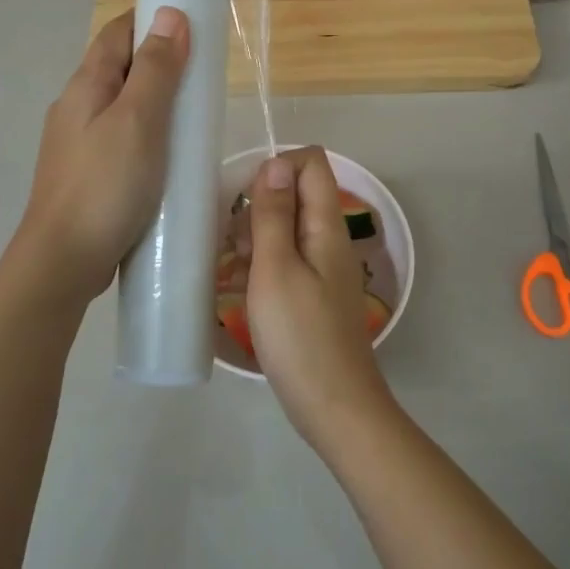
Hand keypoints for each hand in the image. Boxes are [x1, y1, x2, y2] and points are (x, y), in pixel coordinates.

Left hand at [19, 7, 189, 296]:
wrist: (63, 260)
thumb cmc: (105, 186)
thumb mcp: (139, 121)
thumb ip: (156, 70)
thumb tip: (170, 14)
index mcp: (86, 85)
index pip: (117, 33)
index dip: (150, 18)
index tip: (192, 22)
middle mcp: (76, 107)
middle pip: (118, 68)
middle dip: (158, 61)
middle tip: (202, 73)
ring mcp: (78, 143)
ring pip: (120, 106)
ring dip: (154, 101)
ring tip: (192, 115)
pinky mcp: (88, 174)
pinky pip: (121, 139)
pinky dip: (147, 134)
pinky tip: (167, 156)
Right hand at [245, 147, 399, 449]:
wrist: (334, 406)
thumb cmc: (300, 336)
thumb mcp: (276, 269)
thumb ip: (275, 214)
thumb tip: (276, 161)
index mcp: (326, 226)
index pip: (311, 163)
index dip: (276, 168)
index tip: (245, 202)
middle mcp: (330, 239)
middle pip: (296, 194)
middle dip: (259, 207)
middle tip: (236, 246)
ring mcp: (324, 268)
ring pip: (287, 228)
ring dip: (256, 238)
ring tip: (235, 271)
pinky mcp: (314, 293)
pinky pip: (287, 259)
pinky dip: (263, 265)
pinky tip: (242, 289)